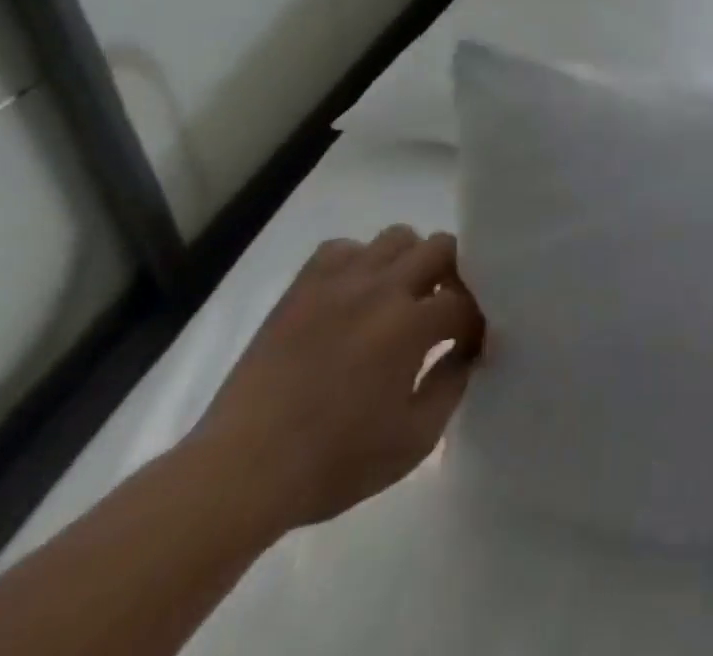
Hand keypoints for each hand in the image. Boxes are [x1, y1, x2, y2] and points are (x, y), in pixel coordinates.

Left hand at [186, 227, 485, 537]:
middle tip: (442, 311)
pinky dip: (358, 263)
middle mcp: (382, 289)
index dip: (475, 323)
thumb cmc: (331, 463)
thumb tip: (468, 352)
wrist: (237, 475)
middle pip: (442, 247)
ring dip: (410, 262)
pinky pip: (343, 249)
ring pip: (397, 237)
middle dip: (454, 275)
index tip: (470, 346)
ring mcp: (339, 283)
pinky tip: (354, 296)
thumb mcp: (413, 441)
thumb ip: (452, 386)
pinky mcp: (302, 289)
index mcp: (411, 325)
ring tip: (400, 298)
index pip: (466, 302)